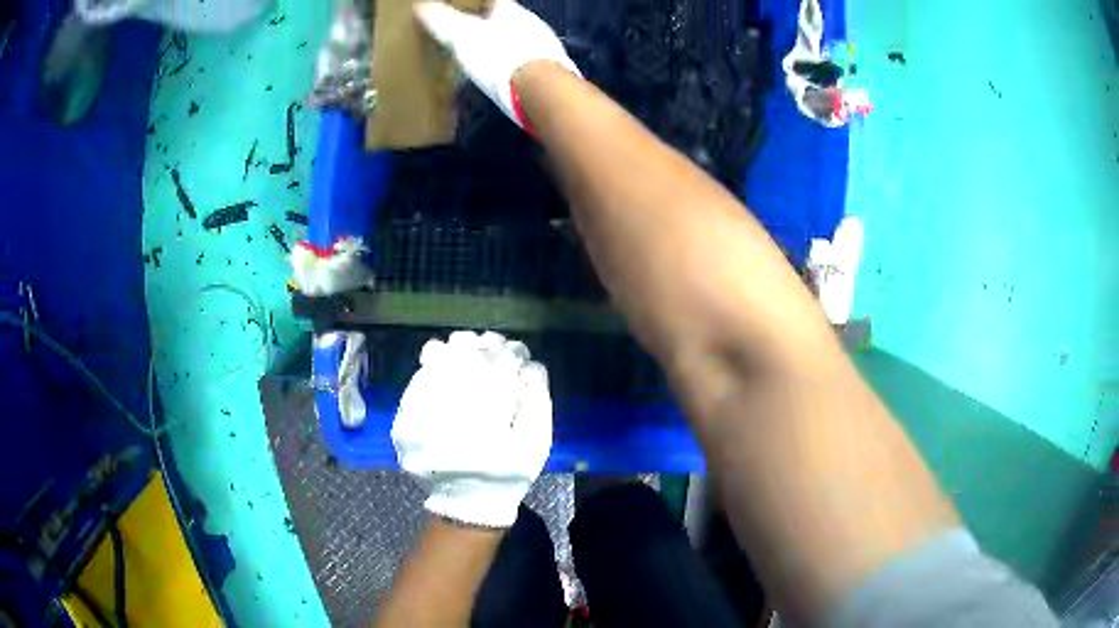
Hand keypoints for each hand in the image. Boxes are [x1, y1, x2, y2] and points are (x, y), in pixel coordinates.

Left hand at [392, 331, 551, 527]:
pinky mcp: (404, 422)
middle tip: (490, 347)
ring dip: (454, 352)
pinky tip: (445, 370)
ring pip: (435, 362)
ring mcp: (419, 417)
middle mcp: (448, 416)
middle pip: (462, 356)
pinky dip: (433, 369)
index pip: (498, 368)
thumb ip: (537, 401)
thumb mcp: (535, 444)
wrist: (466, 502)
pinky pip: (416, 382)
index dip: (508, 354)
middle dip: (480, 346)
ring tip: (467, 353)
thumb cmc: (507, 473)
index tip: (515, 351)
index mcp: (487, 422)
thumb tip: (530, 365)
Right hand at [413, 0, 579, 130]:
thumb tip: (421, 6)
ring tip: (487, 56)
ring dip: (505, 45)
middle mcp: (531, 23)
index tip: (464, 9)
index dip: (480, 3)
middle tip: (473, 32)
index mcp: (510, 10)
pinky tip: (505, 76)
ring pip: (521, 38)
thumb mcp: (461, 36)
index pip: (497, 0)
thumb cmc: (498, 55)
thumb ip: (442, 20)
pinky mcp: (550, 69)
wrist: (540, 89)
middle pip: (509, 18)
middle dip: (492, 24)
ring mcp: (544, 46)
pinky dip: (515, 65)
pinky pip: (528, 61)